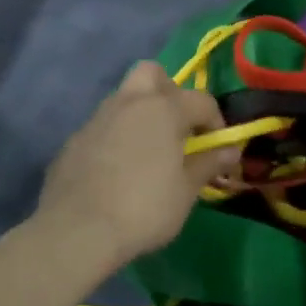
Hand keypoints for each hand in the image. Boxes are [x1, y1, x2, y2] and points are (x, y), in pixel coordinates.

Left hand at [34, 62, 236, 268]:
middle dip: (169, 91)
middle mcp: (130, 102)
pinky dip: (117, 137)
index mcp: (163, 108)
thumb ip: (208, 163)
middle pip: (152, 74)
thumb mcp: (186, 191)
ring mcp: (97, 119)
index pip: (201, 100)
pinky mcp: (74, 140)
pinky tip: (118, 169)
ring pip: (124, 98)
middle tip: (177, 126)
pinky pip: (103, 126)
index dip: (216, 121)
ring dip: (141, 113)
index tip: (218, 148)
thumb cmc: (144, 208)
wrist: (77, 231)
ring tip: (149, 151)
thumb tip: (231, 150)